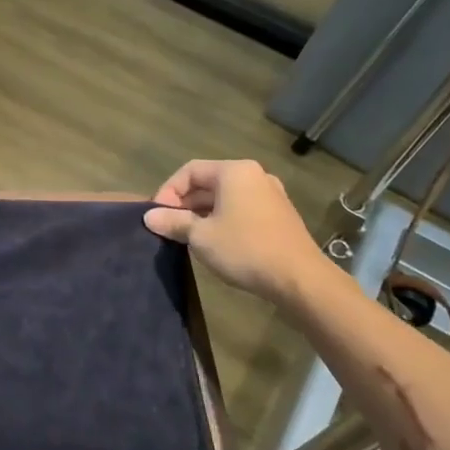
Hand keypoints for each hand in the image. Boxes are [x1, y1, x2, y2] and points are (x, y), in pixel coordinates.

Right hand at [142, 159, 326, 301]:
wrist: (299, 278)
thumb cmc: (245, 249)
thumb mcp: (201, 236)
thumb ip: (174, 222)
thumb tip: (149, 217)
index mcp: (234, 172)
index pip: (190, 171)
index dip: (168, 191)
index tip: (157, 215)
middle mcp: (254, 175)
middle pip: (208, 182)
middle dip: (184, 203)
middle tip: (168, 227)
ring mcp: (270, 195)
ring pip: (225, 197)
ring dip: (201, 213)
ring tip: (187, 236)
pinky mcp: (279, 215)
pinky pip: (241, 208)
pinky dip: (222, 219)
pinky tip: (214, 242)